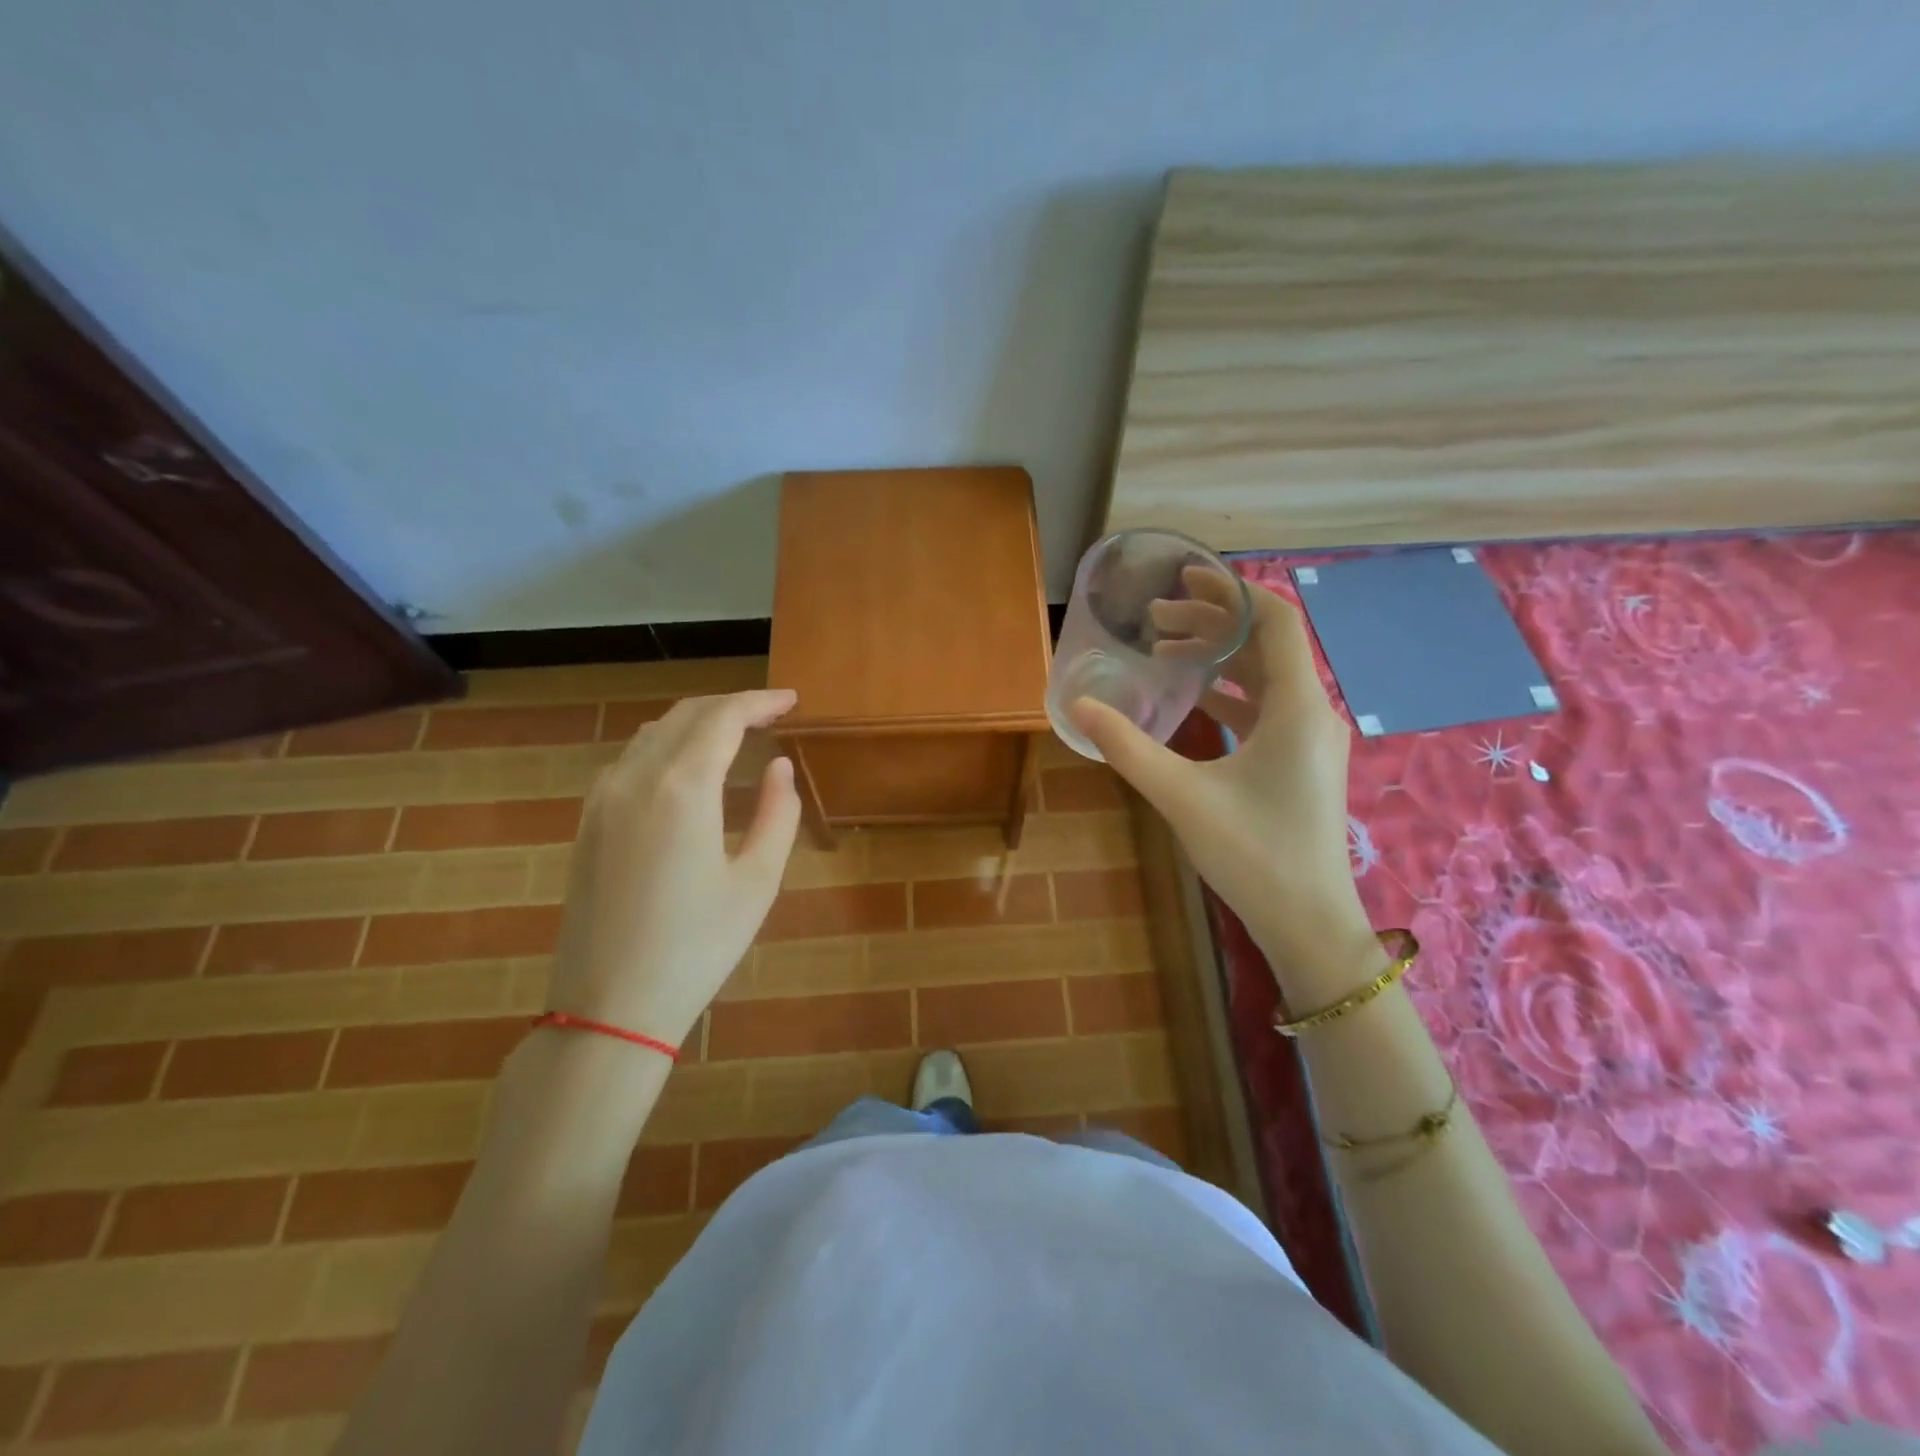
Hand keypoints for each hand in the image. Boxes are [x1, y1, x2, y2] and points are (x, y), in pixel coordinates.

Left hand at [546, 690, 800, 1049]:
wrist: (608, 1007)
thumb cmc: (697, 947)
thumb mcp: (757, 882)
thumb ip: (778, 814)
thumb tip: (780, 767)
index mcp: (682, 788)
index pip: (724, 718)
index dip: (760, 702)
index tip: (792, 701)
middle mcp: (635, 778)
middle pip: (686, 716)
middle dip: (731, 706)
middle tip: (771, 715)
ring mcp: (602, 799)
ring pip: (653, 733)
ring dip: (696, 722)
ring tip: (734, 734)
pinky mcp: (587, 823)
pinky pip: (628, 760)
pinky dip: (664, 746)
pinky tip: (684, 768)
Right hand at [1069, 581, 1377, 998]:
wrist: (1308, 921)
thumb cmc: (1252, 853)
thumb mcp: (1180, 795)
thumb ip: (1127, 747)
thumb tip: (1079, 706)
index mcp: (1296, 707)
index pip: (1274, 620)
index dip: (1231, 591)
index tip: (1184, 577)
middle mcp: (1313, 711)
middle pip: (1266, 643)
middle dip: (1212, 621)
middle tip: (1156, 616)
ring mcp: (1311, 738)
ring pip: (1266, 675)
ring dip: (1220, 656)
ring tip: (1166, 647)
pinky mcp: (1302, 761)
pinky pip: (1267, 707)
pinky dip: (1231, 691)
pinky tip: (1193, 697)